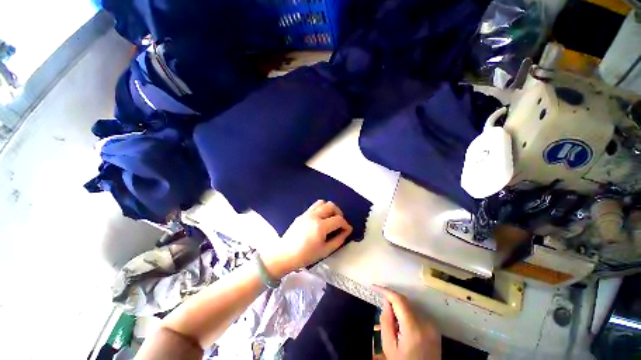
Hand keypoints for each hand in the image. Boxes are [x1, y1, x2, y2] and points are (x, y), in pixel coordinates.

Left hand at [261, 200, 351, 277]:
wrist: (284, 254)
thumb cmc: (305, 256)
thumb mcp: (325, 251)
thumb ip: (338, 240)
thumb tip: (346, 232)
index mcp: (320, 226)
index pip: (338, 219)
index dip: (346, 224)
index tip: (347, 230)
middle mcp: (314, 216)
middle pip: (331, 206)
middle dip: (339, 213)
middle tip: (339, 223)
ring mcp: (307, 213)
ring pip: (322, 202)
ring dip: (329, 208)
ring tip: (330, 218)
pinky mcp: (302, 214)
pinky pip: (314, 206)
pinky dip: (321, 209)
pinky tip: (320, 219)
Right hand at [373, 286, 440, 359]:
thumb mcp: (389, 346)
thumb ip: (386, 321)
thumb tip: (386, 301)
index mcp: (414, 328)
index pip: (399, 300)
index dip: (386, 291)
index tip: (374, 287)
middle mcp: (426, 323)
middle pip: (405, 302)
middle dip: (392, 300)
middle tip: (383, 309)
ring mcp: (432, 326)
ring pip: (411, 307)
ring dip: (399, 307)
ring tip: (394, 322)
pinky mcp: (435, 329)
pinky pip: (417, 314)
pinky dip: (407, 314)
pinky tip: (403, 326)